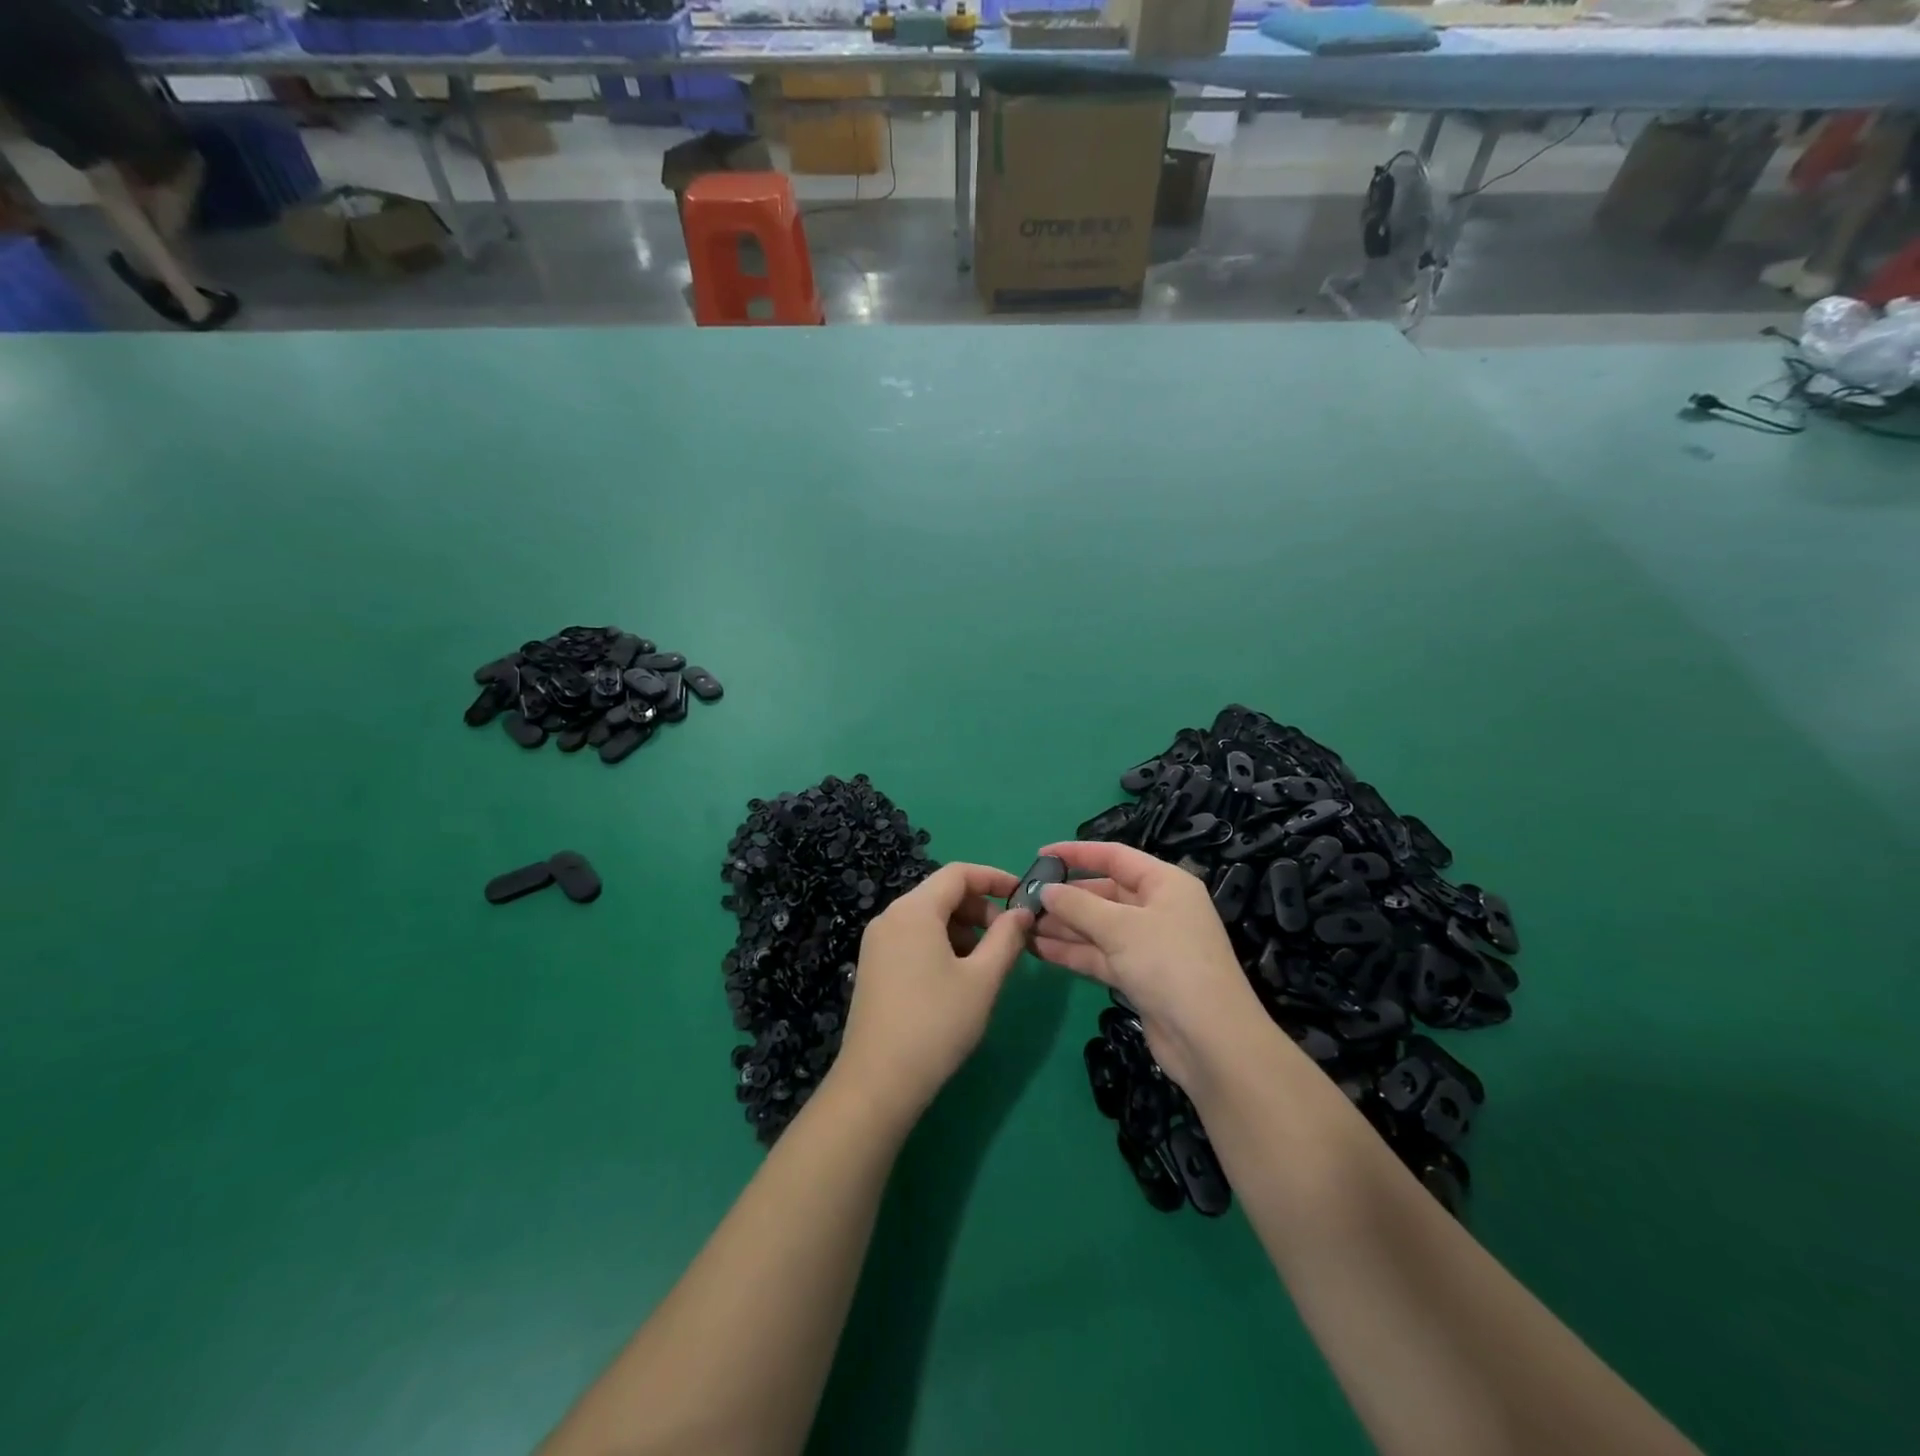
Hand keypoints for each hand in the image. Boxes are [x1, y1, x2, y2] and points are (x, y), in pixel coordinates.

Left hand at [832, 863, 1033, 1118]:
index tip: (1022, 897)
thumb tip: (1023, 912)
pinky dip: (940, 943)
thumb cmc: (937, 1024)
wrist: (878, 1081)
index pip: (958, 873)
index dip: (994, 878)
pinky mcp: (873, 965)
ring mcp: (876, 942)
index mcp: (914, 910)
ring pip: (927, 917)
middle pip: (941, 893)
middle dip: (979, 908)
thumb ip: (1006, 938)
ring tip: (985, 963)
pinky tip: (956, 977)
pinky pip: (912, 937)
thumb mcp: (982, 979)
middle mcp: (890, 916)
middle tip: (1008, 939)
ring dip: (962, 929)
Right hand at [1030, 840, 1268, 1089]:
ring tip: (1023, 925)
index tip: (1041, 854)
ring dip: (1063, 926)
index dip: (1077, 853)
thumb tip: (1046, 890)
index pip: (1115, 857)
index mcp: (1165, 883)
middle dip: (1066, 896)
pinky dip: (1072, 951)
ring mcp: (1148, 945)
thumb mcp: (1120, 927)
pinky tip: (1038, 949)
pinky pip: (1100, 955)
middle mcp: (1158, 908)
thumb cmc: (1168, 963)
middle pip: (1104, 893)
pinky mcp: (1139, 976)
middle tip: (1025, 899)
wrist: (1209, 1040)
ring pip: (1098, 927)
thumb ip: (1078, 905)